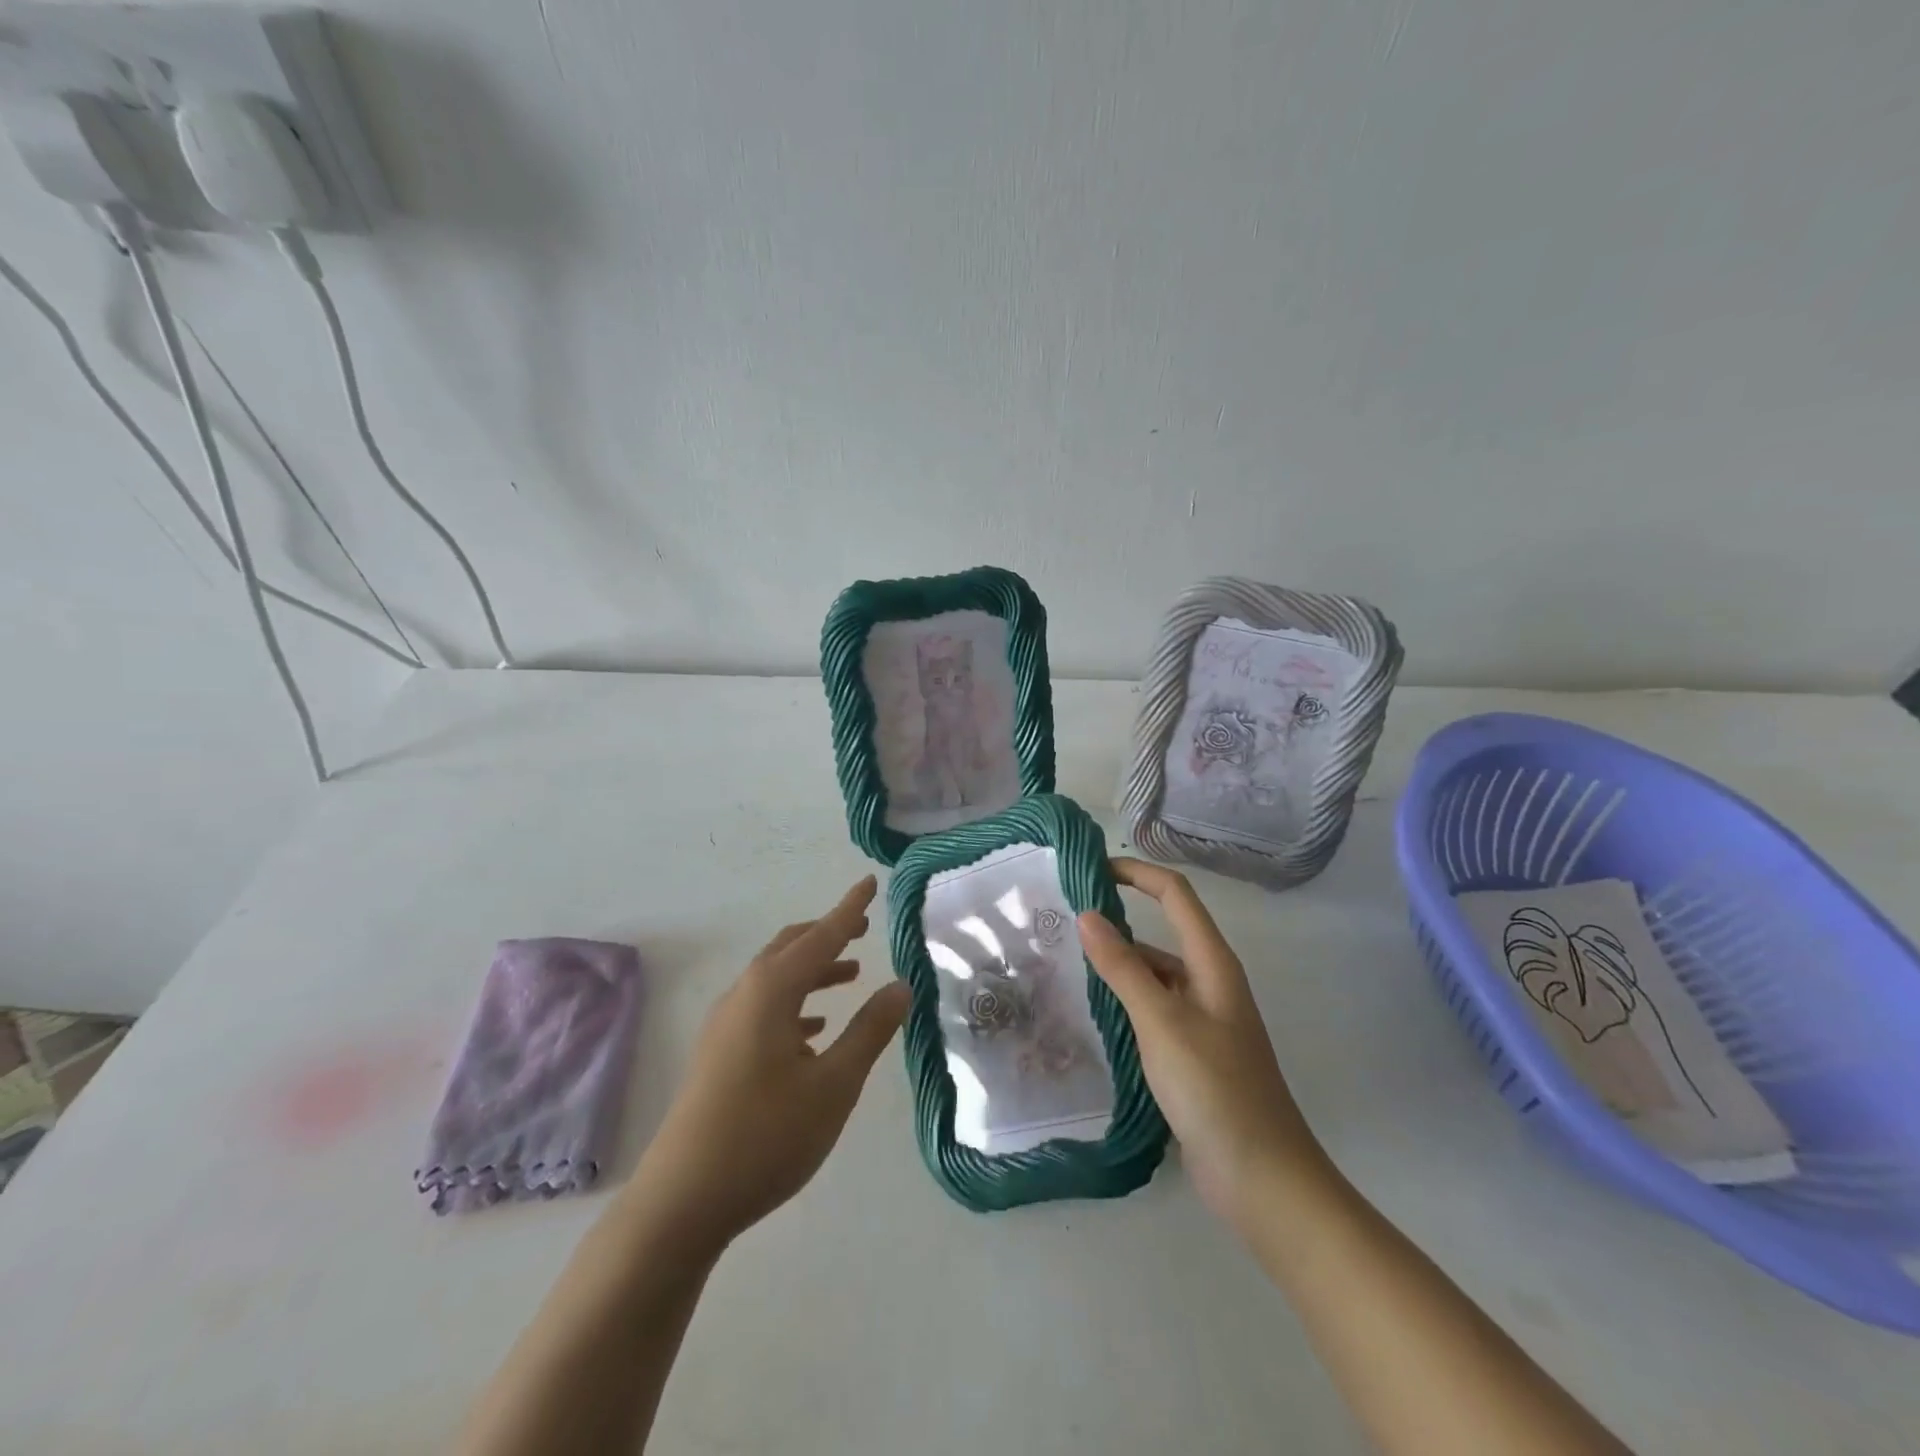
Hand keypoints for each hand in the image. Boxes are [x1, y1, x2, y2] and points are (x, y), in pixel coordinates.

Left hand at [626, 877, 909, 1256]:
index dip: (850, 910)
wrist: (681, 1201)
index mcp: (772, 991)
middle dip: (828, 934)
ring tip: (850, 976)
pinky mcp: (718, 1053)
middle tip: (863, 929)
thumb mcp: (833, 1085)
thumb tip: (900, 986)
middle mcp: (744, 996)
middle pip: (791, 948)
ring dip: (813, 970)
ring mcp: (725, 1025)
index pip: (821, 936)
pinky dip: (795, 1003)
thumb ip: (869, 1031)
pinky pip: (763, 1008)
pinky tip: (814, 1031)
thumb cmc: (767, 1135)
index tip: (869, 883)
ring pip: (776, 978)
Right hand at [1077, 858, 1328, 1238]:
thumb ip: (1123, 967)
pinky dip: (1123, 1006)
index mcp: (1212, 963)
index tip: (1090, 871)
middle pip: (1161, 934)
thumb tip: (1087, 914)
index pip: (1175, 894)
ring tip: (1063, 971)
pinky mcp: (1191, 1054)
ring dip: (1116, 970)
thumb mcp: (1162, 1021)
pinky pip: (1152, 1013)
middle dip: (1116, 926)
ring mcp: (1202, 1021)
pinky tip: (1091, 1018)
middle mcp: (1209, 983)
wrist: (1263, 1180)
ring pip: (1153, 977)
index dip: (1136, 874)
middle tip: (1060, 928)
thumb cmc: (1215, 1090)